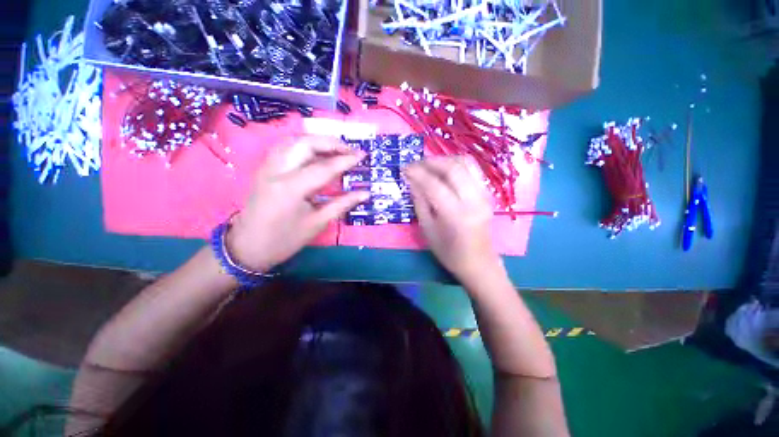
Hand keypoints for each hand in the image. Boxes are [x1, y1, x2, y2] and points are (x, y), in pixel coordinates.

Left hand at [227, 136, 367, 271]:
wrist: (248, 247)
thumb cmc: (285, 240)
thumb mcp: (317, 223)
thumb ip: (342, 204)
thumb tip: (365, 193)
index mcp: (291, 188)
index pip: (324, 167)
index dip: (346, 160)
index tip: (362, 155)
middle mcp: (277, 171)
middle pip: (305, 143)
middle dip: (331, 143)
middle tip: (350, 150)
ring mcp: (267, 167)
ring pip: (293, 141)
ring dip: (317, 141)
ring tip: (336, 149)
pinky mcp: (265, 169)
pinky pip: (285, 148)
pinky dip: (303, 145)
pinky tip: (315, 153)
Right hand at [404, 156, 502, 284]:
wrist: (479, 262)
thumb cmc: (449, 252)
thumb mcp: (428, 230)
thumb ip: (419, 202)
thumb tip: (411, 181)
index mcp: (455, 215)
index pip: (434, 185)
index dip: (417, 173)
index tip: (404, 168)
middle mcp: (473, 200)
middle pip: (453, 168)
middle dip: (430, 161)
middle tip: (415, 164)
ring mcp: (484, 194)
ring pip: (465, 163)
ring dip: (444, 159)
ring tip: (428, 164)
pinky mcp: (487, 193)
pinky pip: (472, 169)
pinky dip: (456, 164)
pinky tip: (443, 169)